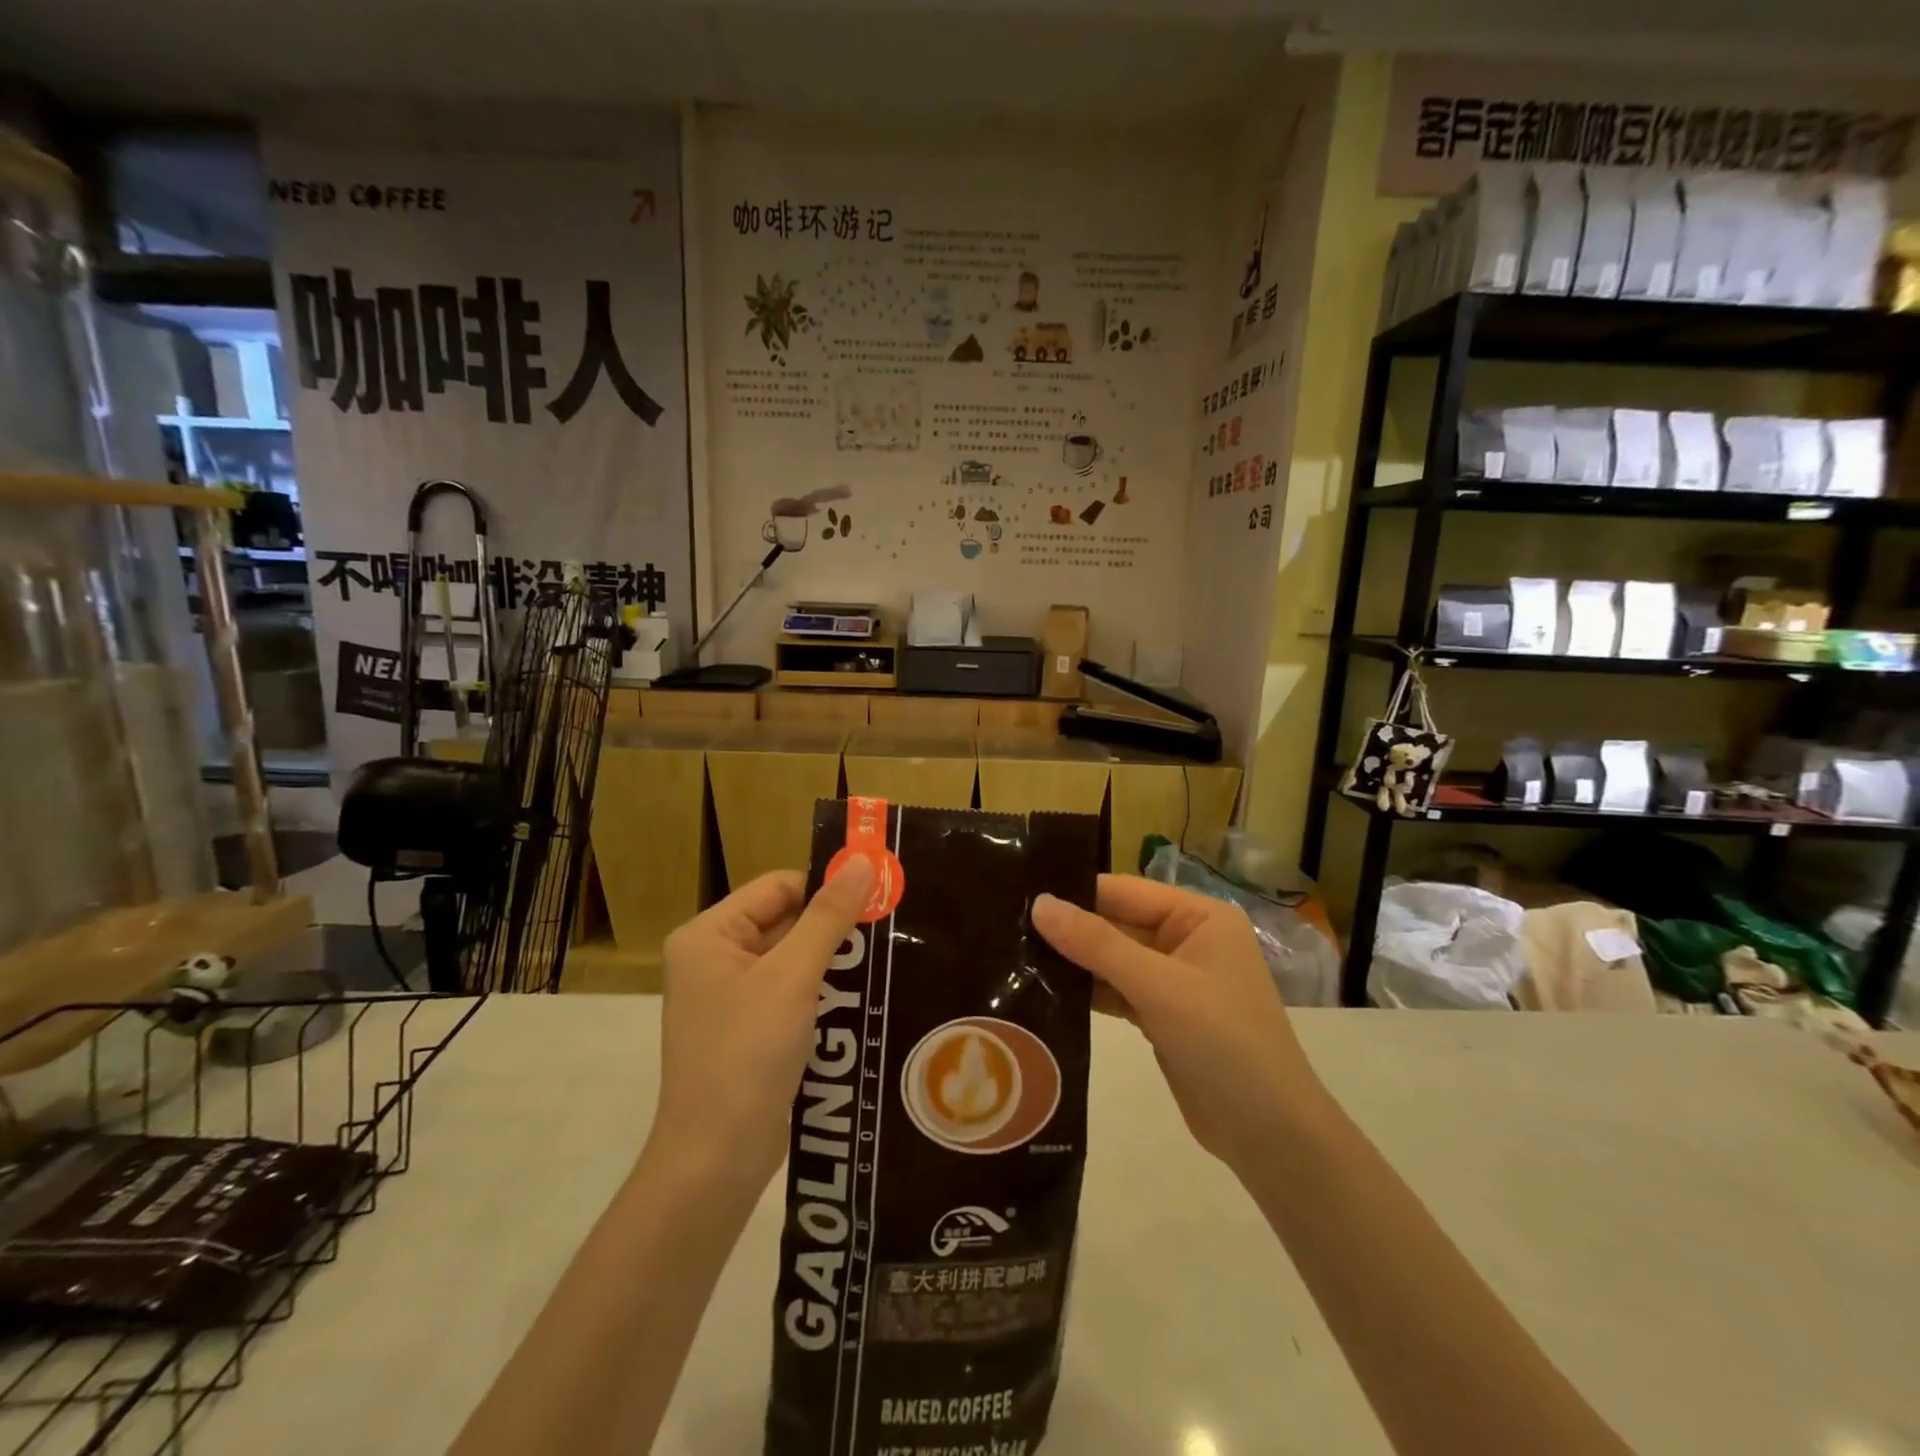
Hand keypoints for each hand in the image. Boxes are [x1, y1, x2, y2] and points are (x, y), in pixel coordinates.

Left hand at [651, 858, 874, 1191]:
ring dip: (834, 960)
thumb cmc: (748, 1055)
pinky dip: (823, 991)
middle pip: (785, 921)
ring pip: (793, 958)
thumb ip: (828, 917)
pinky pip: (791, 992)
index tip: (878, 895)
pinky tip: (864, 996)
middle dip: (834, 927)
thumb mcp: (793, 977)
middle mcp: (714, 959)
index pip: (777, 887)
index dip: (825, 887)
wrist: (716, 1161)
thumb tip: (860, 861)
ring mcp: (729, 997)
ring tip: (886, 958)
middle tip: (890, 926)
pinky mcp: (748, 1030)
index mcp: (708, 936)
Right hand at [1032, 875, 1326, 1173]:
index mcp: (1199, 917)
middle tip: (1006, 928)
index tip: (1019, 895)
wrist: (1270, 1136)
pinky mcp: (1161, 1015)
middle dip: (1070, 930)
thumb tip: (1039, 903)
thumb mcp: (1159, 987)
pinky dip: (1087, 992)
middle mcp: (1187, 940)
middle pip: (1117, 924)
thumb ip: (1097, 944)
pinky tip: (1044, 992)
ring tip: (1014, 957)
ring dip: (1073, 962)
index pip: (1125, 891)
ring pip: (1112, 959)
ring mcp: (1174, 980)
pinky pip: (1116, 991)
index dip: (1076, 893)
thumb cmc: (1224, 1043)